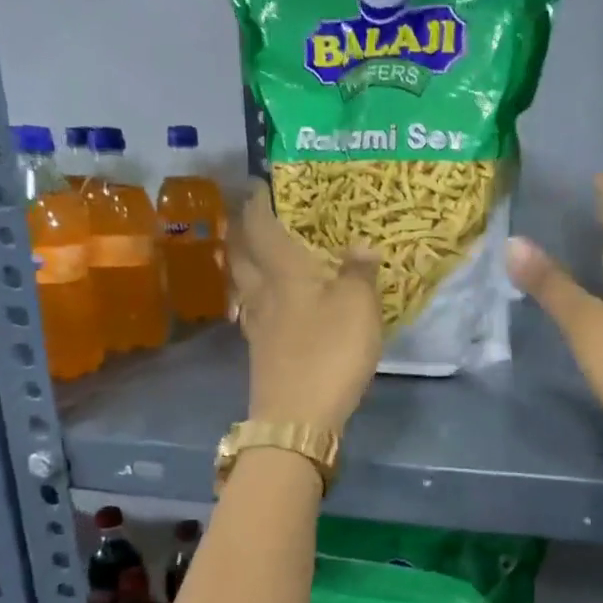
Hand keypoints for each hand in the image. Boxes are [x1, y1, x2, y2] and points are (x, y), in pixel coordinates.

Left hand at [229, 184, 382, 436]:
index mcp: (283, 271)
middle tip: (255, 214)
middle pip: (241, 252)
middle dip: (243, 229)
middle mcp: (261, 292)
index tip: (261, 183)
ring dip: (245, 262)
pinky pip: (252, 310)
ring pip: (242, 283)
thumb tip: (360, 245)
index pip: (261, 225)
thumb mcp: (359, 306)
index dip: (259, 201)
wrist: (297, 418)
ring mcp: (256, 325)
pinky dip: (256, 296)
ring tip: (259, 253)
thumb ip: (359, 271)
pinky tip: (269, 303)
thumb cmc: (329, 352)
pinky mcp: (261, 352)